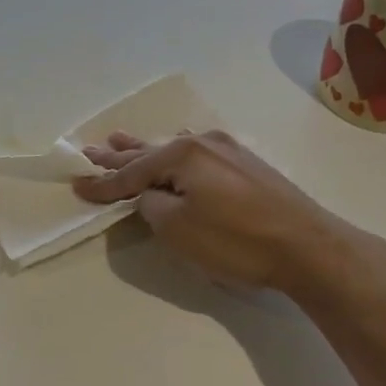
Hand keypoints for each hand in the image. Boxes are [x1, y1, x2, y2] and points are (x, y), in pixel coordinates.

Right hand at [72, 130, 375, 294]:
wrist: (308, 247)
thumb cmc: (236, 240)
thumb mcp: (177, 228)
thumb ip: (152, 206)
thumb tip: (151, 195)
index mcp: (182, 155)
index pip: (131, 173)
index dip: (103, 184)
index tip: (77, 186)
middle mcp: (203, 144)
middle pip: (150, 152)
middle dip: (119, 155)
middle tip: (91, 150)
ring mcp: (228, 151)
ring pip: (174, 150)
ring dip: (145, 149)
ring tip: (119, 138)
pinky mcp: (247, 165)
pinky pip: (197, 154)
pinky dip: (175, 155)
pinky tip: (176, 143)